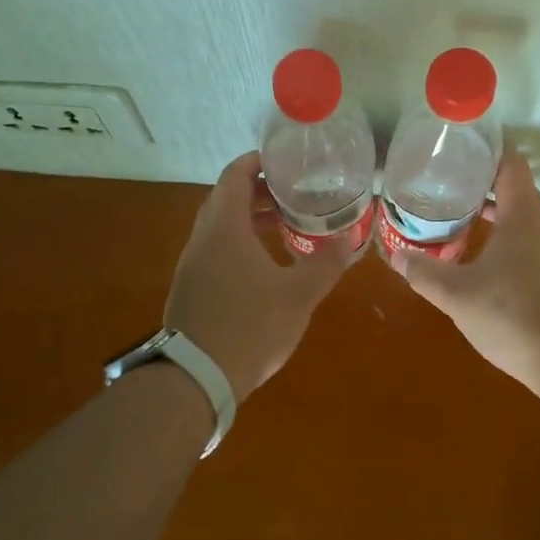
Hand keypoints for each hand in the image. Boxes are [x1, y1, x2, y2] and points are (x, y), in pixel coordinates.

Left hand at [165, 152, 360, 400]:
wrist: (196, 378)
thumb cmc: (250, 327)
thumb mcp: (298, 296)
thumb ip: (325, 264)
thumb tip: (349, 241)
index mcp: (224, 227)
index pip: (235, 175)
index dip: (257, 162)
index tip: (283, 161)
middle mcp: (202, 238)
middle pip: (226, 198)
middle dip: (258, 191)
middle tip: (293, 194)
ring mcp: (191, 264)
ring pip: (219, 225)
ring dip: (247, 218)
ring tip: (282, 225)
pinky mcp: (190, 287)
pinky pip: (214, 248)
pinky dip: (237, 241)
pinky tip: (262, 264)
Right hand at [393, 150, 539, 390]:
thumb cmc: (514, 315)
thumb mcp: (457, 295)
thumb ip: (425, 273)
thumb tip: (397, 255)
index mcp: (523, 216)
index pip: (510, 164)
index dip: (488, 150)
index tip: (460, 149)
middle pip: (516, 192)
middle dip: (483, 186)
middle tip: (447, 187)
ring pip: (523, 223)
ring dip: (495, 218)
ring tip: (460, 223)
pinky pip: (531, 249)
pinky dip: (507, 245)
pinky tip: (485, 268)